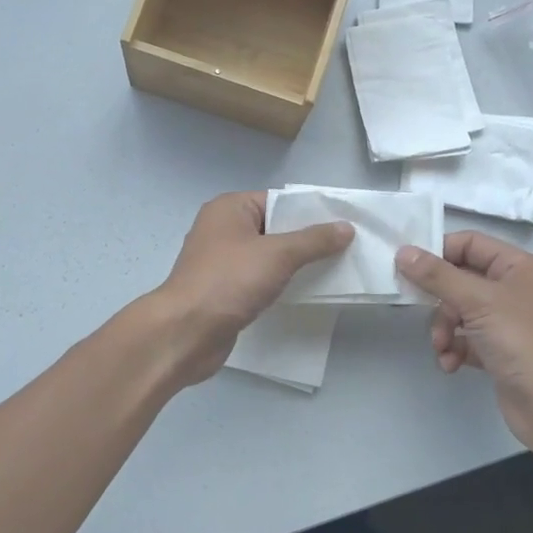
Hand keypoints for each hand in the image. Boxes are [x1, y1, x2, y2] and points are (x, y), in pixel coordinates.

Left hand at [151, 192, 352, 384]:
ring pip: (266, 256)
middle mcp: (221, 229)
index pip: (277, 201)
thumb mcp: (278, 255)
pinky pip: (258, 279)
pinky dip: (278, 283)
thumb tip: (346, 227)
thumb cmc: (229, 281)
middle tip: (344, 248)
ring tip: (331, 270)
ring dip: (294, 264)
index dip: (309, 212)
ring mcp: (220, 261)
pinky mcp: (223, 290)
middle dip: (305, 239)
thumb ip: (314, 240)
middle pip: (273, 228)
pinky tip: (303, 292)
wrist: (186, 332)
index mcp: (229, 209)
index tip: (342, 224)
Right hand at [396, 231, 532, 458]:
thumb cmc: (523, 341)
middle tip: (418, 310)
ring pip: (460, 312)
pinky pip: (467, 340)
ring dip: (444, 329)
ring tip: (442, 348)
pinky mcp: (501, 351)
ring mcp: (508, 322)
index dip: (439, 252)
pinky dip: (455, 349)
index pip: (470, 244)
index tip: (408, 267)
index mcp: (517, 267)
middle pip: (461, 279)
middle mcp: (514, 289)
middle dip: (439, 299)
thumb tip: (403, 251)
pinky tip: (451, 364)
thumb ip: (437, 275)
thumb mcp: (477, 301)